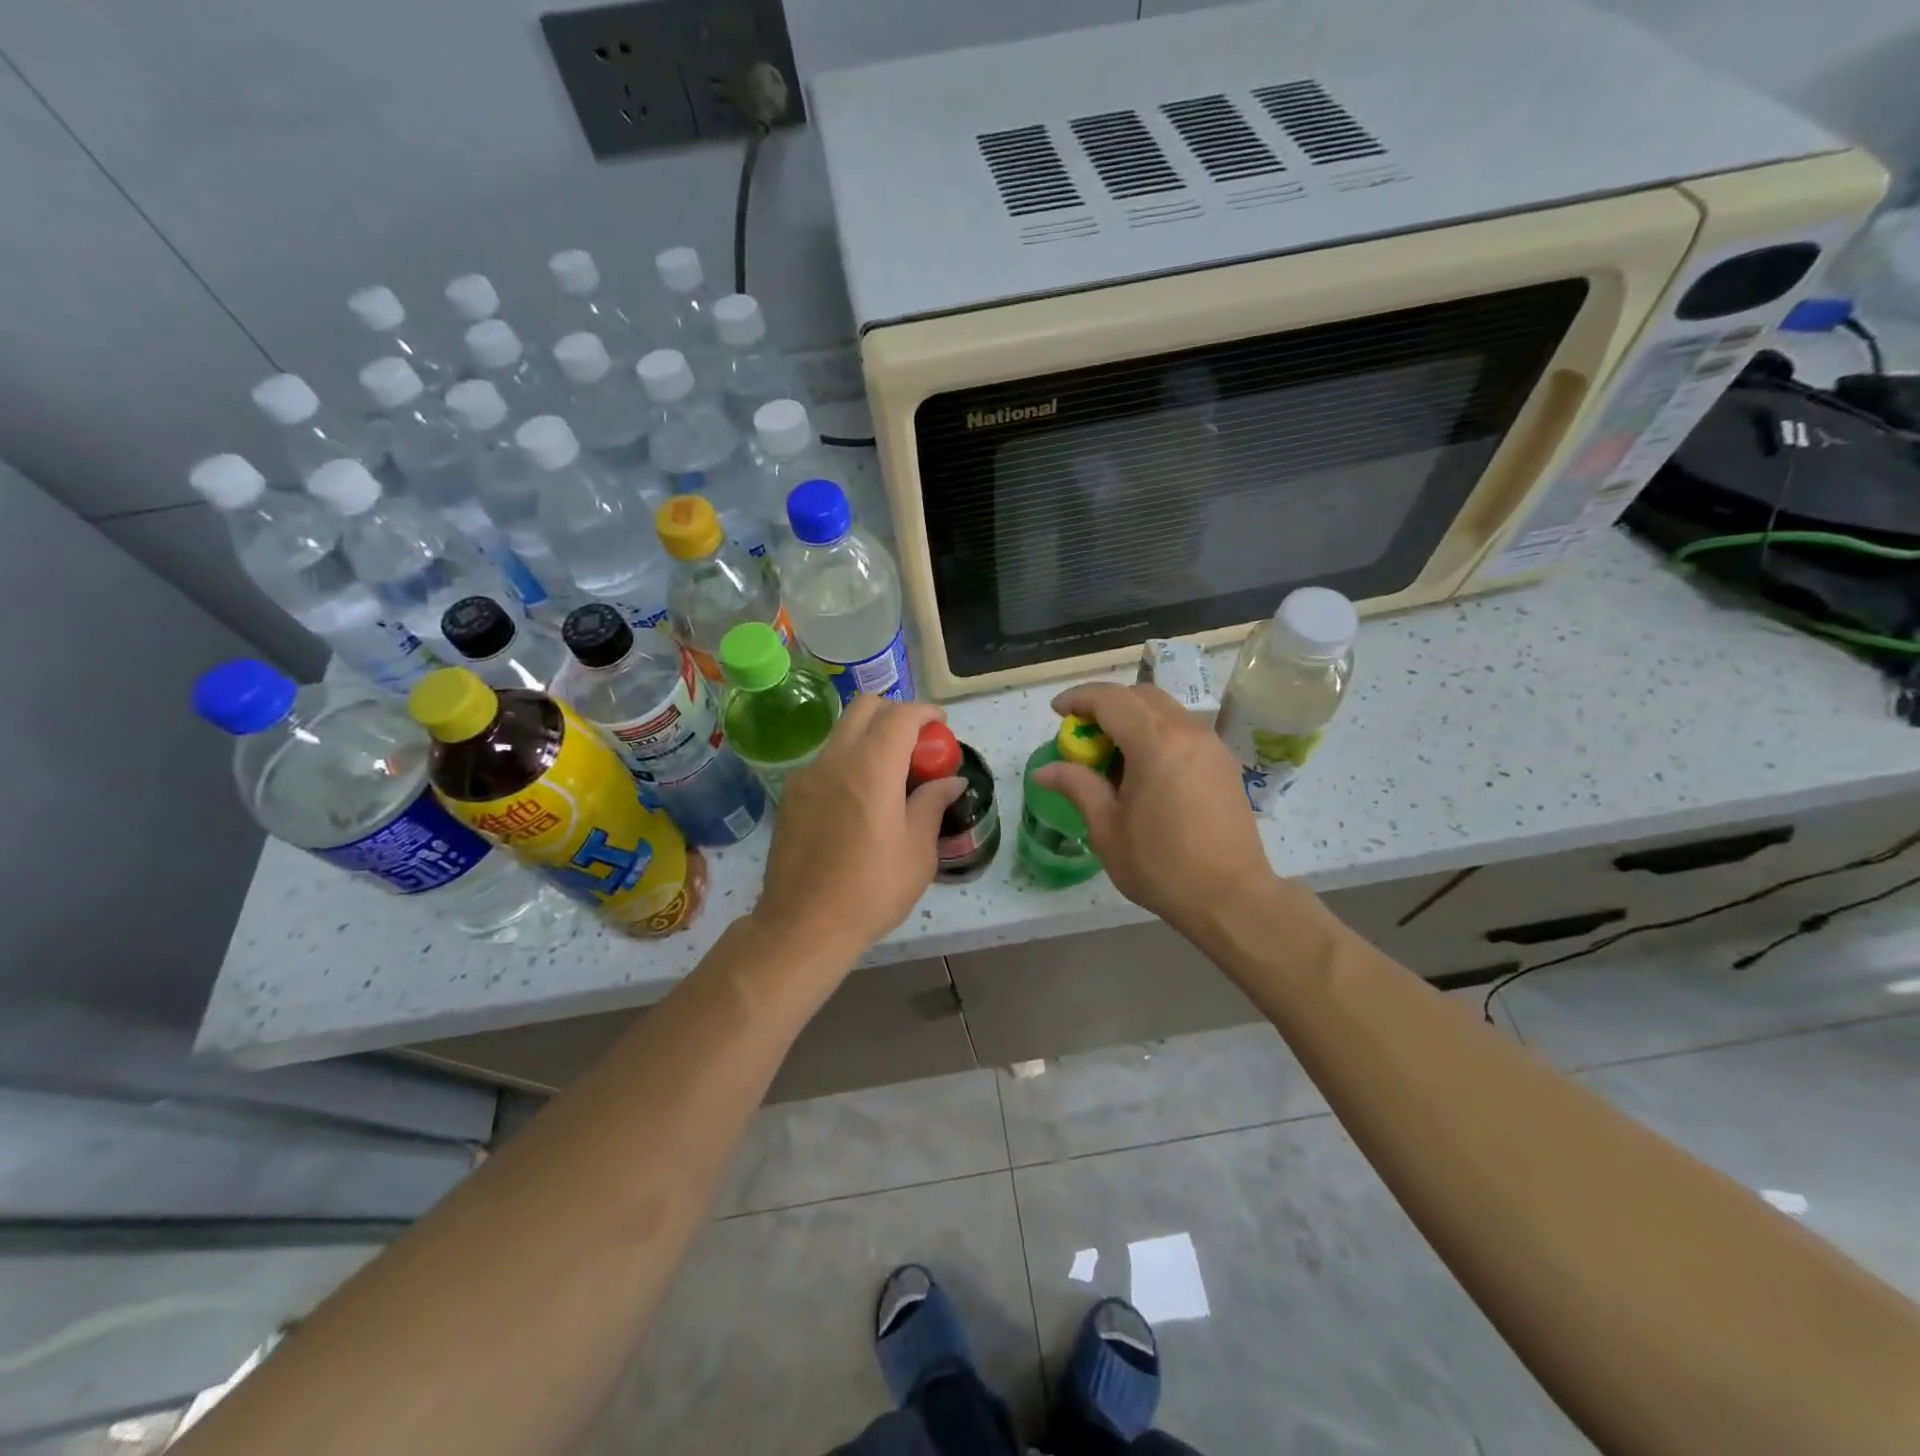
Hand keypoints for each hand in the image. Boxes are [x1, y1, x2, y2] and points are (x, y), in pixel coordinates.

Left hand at [754, 696, 965, 958]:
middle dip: (894, 713)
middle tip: (915, 743)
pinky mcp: (791, 796)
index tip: (940, 726)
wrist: (803, 926)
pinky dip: (849, 761)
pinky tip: (859, 800)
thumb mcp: (917, 852)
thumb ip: (932, 804)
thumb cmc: (871, 890)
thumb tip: (950, 780)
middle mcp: (835, 760)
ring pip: (842, 732)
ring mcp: (807, 776)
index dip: (924, 713)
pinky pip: (825, 761)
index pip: (900, 715)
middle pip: (864, 707)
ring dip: (870, 736)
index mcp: (871, 769)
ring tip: (890, 774)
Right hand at [1033, 682, 1275, 938]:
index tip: (1057, 712)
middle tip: (1083, 735)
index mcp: (1156, 743)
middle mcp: (1187, 732)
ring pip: (1165, 711)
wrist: (1231, 898)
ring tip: (1112, 757)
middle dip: (1106, 705)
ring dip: (1133, 719)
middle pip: (1140, 696)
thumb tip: (1044, 770)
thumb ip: (1077, 787)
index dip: (1079, 698)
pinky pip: (1183, 731)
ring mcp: (1211, 745)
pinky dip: (1156, 734)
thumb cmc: (1161, 865)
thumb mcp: (1107, 829)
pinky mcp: (1224, 763)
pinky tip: (1144, 772)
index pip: (1111, 699)